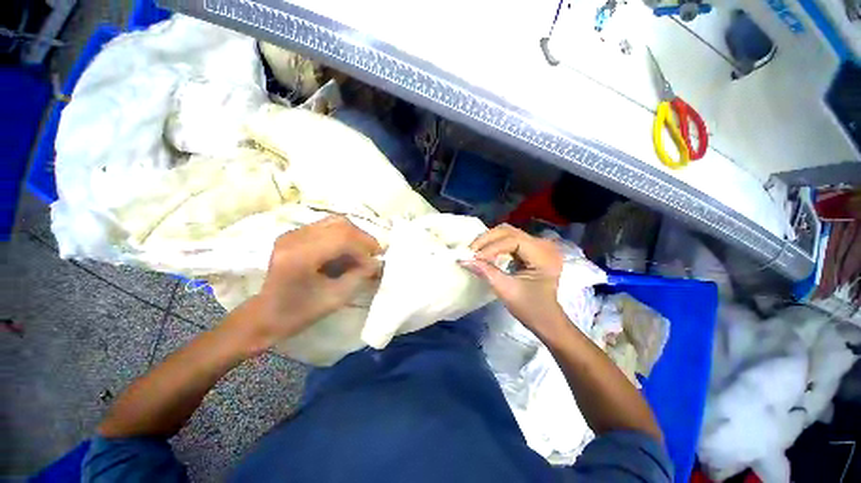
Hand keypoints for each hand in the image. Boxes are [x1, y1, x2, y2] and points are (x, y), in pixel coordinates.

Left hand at [222, 216, 380, 355]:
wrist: (266, 314)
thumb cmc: (299, 312)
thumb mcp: (336, 298)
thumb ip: (359, 276)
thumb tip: (377, 262)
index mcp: (299, 257)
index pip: (342, 239)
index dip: (364, 248)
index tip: (374, 263)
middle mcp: (294, 238)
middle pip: (340, 224)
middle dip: (362, 238)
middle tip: (373, 254)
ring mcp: (292, 233)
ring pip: (335, 221)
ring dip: (354, 235)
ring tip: (362, 251)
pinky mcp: (294, 233)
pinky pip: (327, 226)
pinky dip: (344, 235)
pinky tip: (347, 250)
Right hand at [461, 224, 564, 332]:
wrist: (545, 318)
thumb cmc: (530, 308)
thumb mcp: (506, 290)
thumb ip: (485, 272)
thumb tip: (463, 259)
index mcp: (544, 256)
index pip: (513, 240)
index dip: (491, 247)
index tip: (474, 257)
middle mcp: (544, 245)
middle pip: (509, 231)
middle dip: (487, 240)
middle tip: (471, 251)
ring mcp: (538, 245)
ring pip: (508, 232)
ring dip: (489, 240)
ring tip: (475, 251)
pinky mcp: (531, 249)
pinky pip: (509, 239)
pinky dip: (495, 244)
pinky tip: (485, 252)